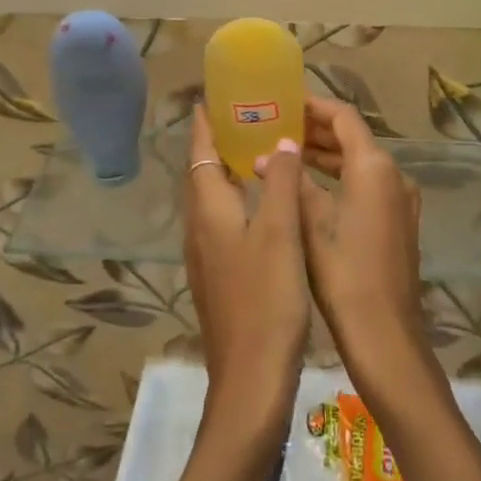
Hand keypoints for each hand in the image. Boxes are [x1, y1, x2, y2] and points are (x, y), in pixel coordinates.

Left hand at [184, 108, 309, 445]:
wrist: (250, 381)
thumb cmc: (266, 301)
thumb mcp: (281, 234)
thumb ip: (280, 183)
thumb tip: (281, 141)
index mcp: (210, 212)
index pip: (201, 154)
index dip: (206, 126)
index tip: (213, 98)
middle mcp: (199, 229)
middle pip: (203, 175)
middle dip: (218, 144)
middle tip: (247, 118)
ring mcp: (206, 256)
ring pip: (212, 200)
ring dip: (227, 172)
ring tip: (257, 152)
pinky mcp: (217, 277)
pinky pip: (222, 222)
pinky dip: (237, 201)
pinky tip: (262, 207)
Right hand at [296, 97, 431, 391]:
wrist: (385, 335)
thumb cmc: (343, 273)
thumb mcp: (309, 222)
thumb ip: (290, 181)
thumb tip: (265, 156)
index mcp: (374, 167)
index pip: (344, 117)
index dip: (314, 106)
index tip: (284, 102)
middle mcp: (394, 175)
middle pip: (355, 137)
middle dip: (317, 131)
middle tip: (278, 128)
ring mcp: (401, 200)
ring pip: (361, 162)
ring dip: (328, 156)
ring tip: (287, 155)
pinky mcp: (400, 221)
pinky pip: (368, 184)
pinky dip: (341, 178)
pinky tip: (311, 189)